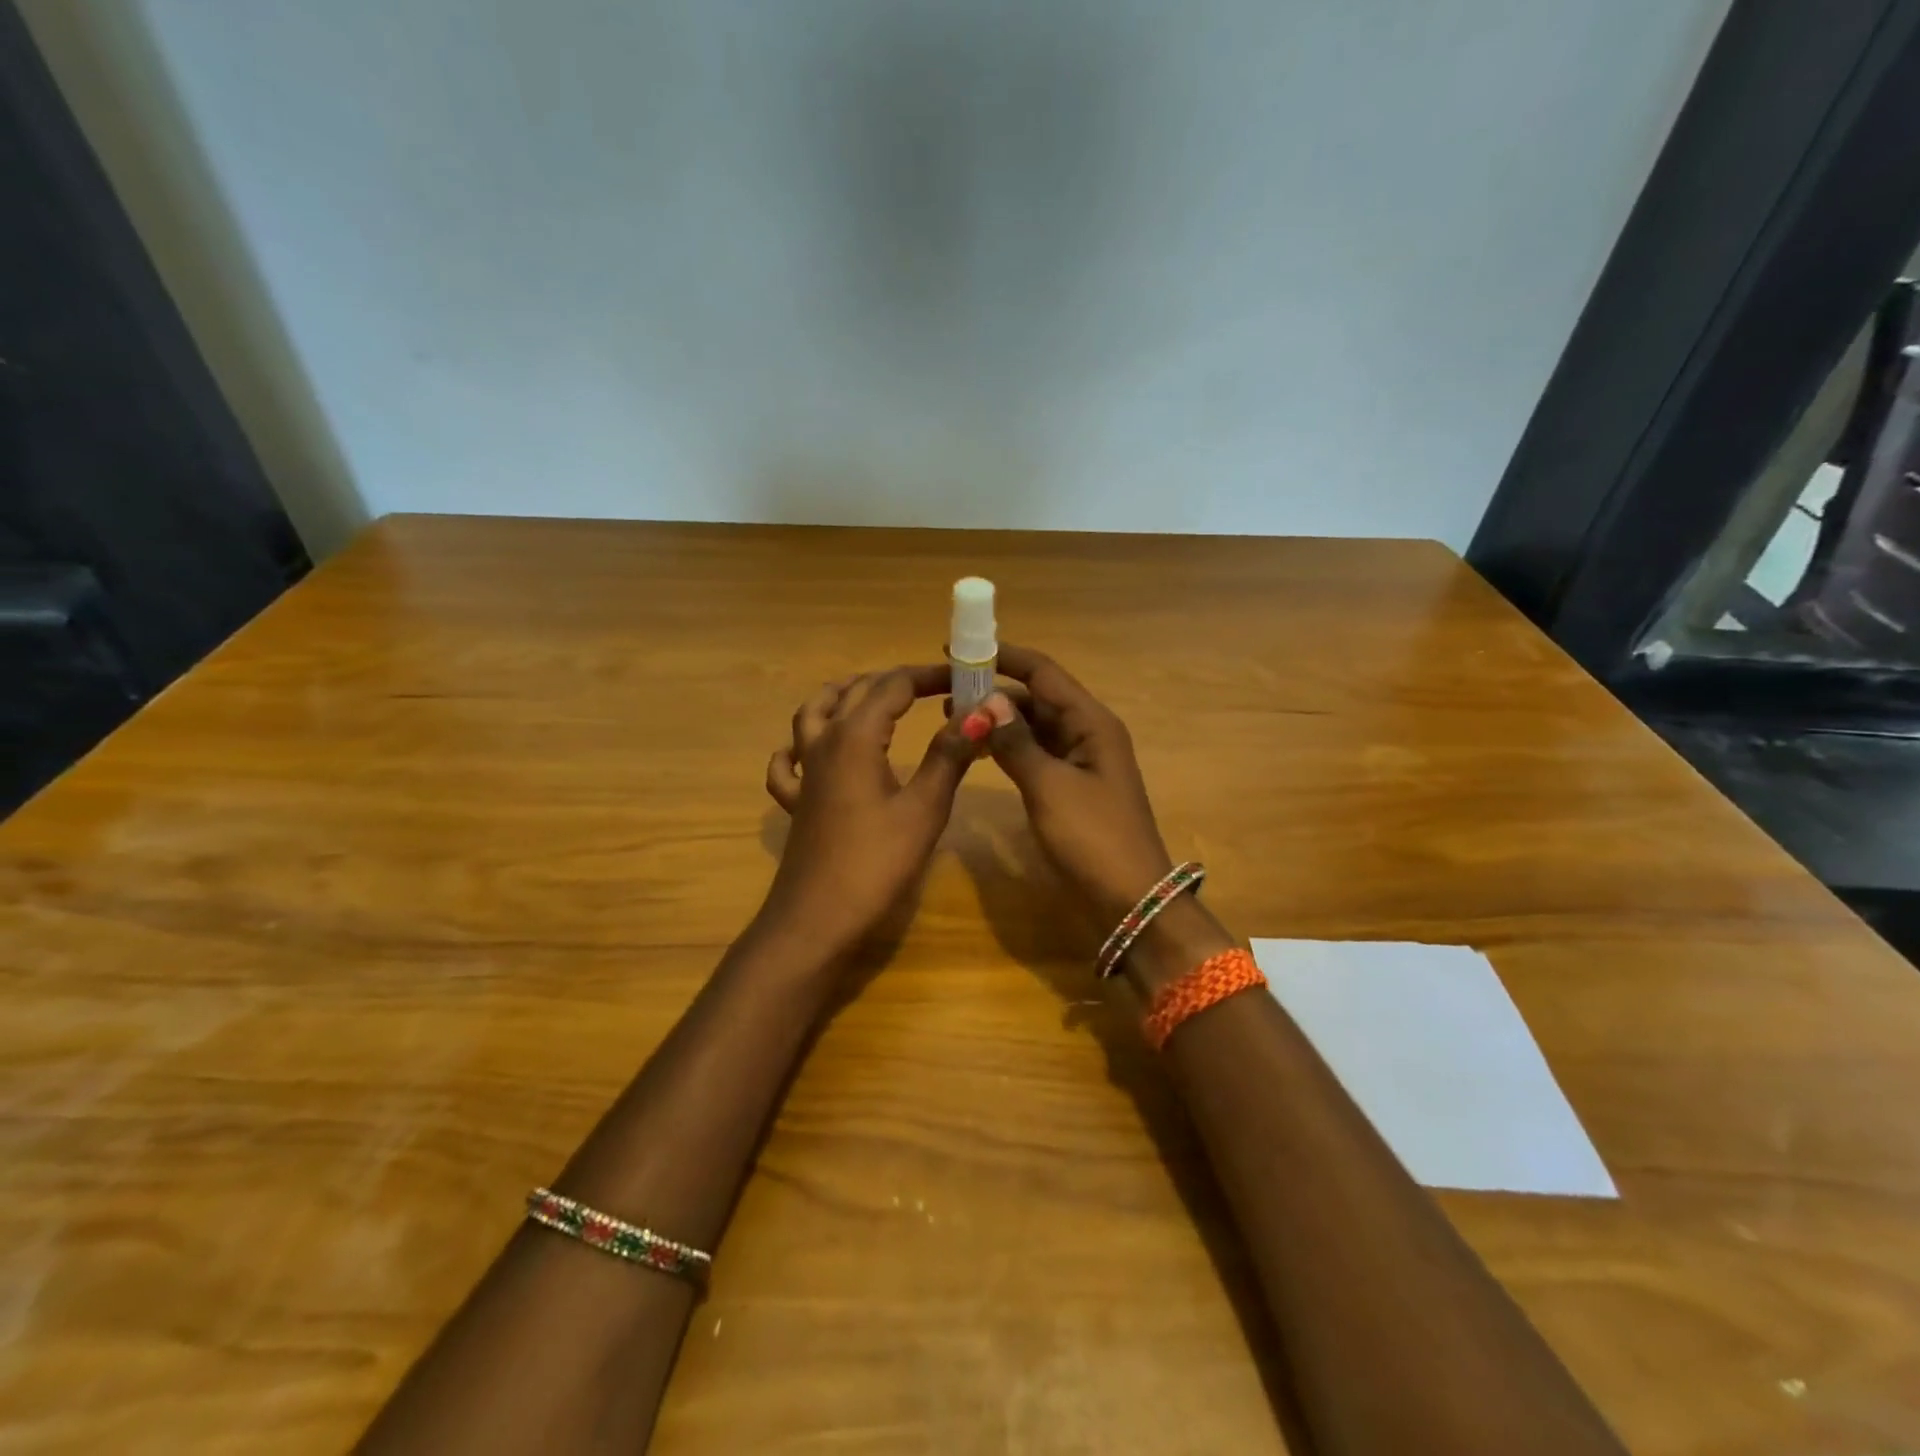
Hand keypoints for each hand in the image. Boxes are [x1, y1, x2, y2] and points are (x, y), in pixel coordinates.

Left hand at [762, 665, 983, 958]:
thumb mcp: (924, 808)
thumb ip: (949, 756)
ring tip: (870, 696)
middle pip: (855, 692)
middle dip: (894, 682)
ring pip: (813, 714)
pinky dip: (798, 747)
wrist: (818, 919)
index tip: (964, 679)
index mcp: (856, 737)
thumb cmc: (876, 863)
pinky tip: (810, 752)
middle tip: (933, 689)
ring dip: (842, 696)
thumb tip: (980, 713)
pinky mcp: (796, 803)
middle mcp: (824, 743)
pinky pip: (788, 763)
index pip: (894, 686)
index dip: (929, 677)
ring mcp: (804, 773)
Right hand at [980, 644, 1177, 923]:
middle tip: (948, 696)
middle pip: (1039, 698)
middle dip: (996, 693)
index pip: (1044, 673)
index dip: (1004, 657)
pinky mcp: (1072, 788)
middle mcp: (1089, 733)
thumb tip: (987, 701)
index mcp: (1092, 723)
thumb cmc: (1093, 838)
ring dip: (1001, 722)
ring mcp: (1082, 762)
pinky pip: (1038, 754)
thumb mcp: (1049, 787)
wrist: (1130, 901)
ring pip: (1036, 728)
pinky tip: (983, 752)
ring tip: (957, 721)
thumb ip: (1016, 743)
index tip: (961, 651)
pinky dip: (1011, 748)